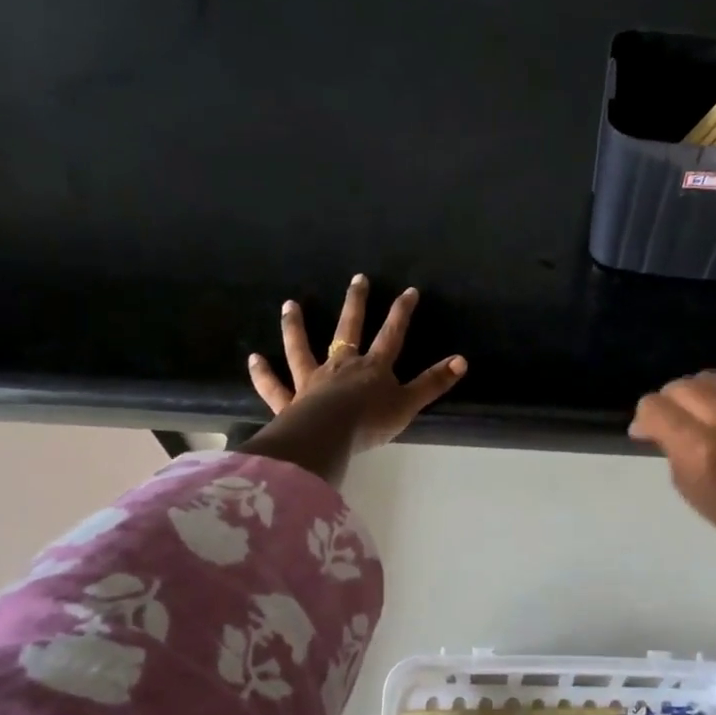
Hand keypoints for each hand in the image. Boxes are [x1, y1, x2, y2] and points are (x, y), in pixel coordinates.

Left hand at [248, 274, 466, 454]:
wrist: (327, 436)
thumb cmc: (370, 422)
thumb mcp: (408, 404)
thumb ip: (432, 383)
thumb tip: (462, 360)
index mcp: (373, 368)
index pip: (392, 335)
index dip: (401, 313)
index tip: (408, 291)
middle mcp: (341, 366)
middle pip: (349, 329)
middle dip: (356, 303)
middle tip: (357, 278)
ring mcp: (312, 381)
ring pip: (302, 349)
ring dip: (296, 327)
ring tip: (290, 304)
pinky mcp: (289, 401)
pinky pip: (274, 386)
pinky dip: (263, 373)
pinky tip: (253, 358)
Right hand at [629, 370, 715, 557]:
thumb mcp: (685, 484)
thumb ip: (669, 446)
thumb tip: (653, 424)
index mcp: (699, 447)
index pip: (655, 407)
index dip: (644, 417)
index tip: (644, 432)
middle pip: (679, 387)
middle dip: (667, 402)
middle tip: (669, 422)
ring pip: (707, 378)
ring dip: (694, 393)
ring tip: (697, 413)